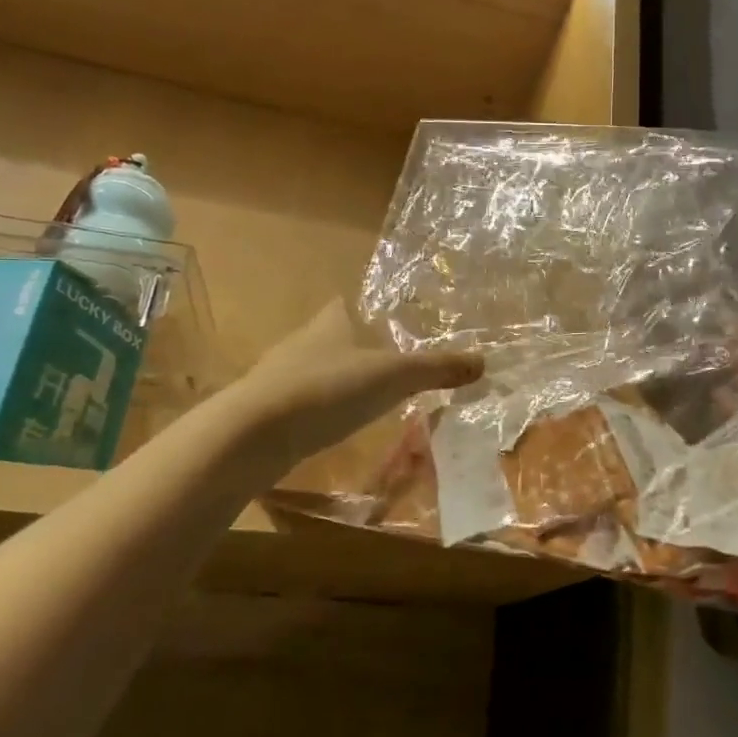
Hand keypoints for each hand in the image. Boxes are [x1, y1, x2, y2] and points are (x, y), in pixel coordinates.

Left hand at [228, 301, 481, 468]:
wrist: (253, 433)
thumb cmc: (328, 388)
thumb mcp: (394, 376)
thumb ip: (437, 368)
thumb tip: (485, 361)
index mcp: (333, 320)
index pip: (350, 303)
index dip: (371, 310)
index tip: (394, 323)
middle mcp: (305, 340)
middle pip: (337, 336)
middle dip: (361, 346)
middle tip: (394, 363)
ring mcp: (282, 374)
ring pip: (320, 368)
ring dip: (342, 378)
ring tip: (373, 396)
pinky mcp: (271, 407)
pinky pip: (306, 400)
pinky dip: (324, 407)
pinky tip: (339, 423)